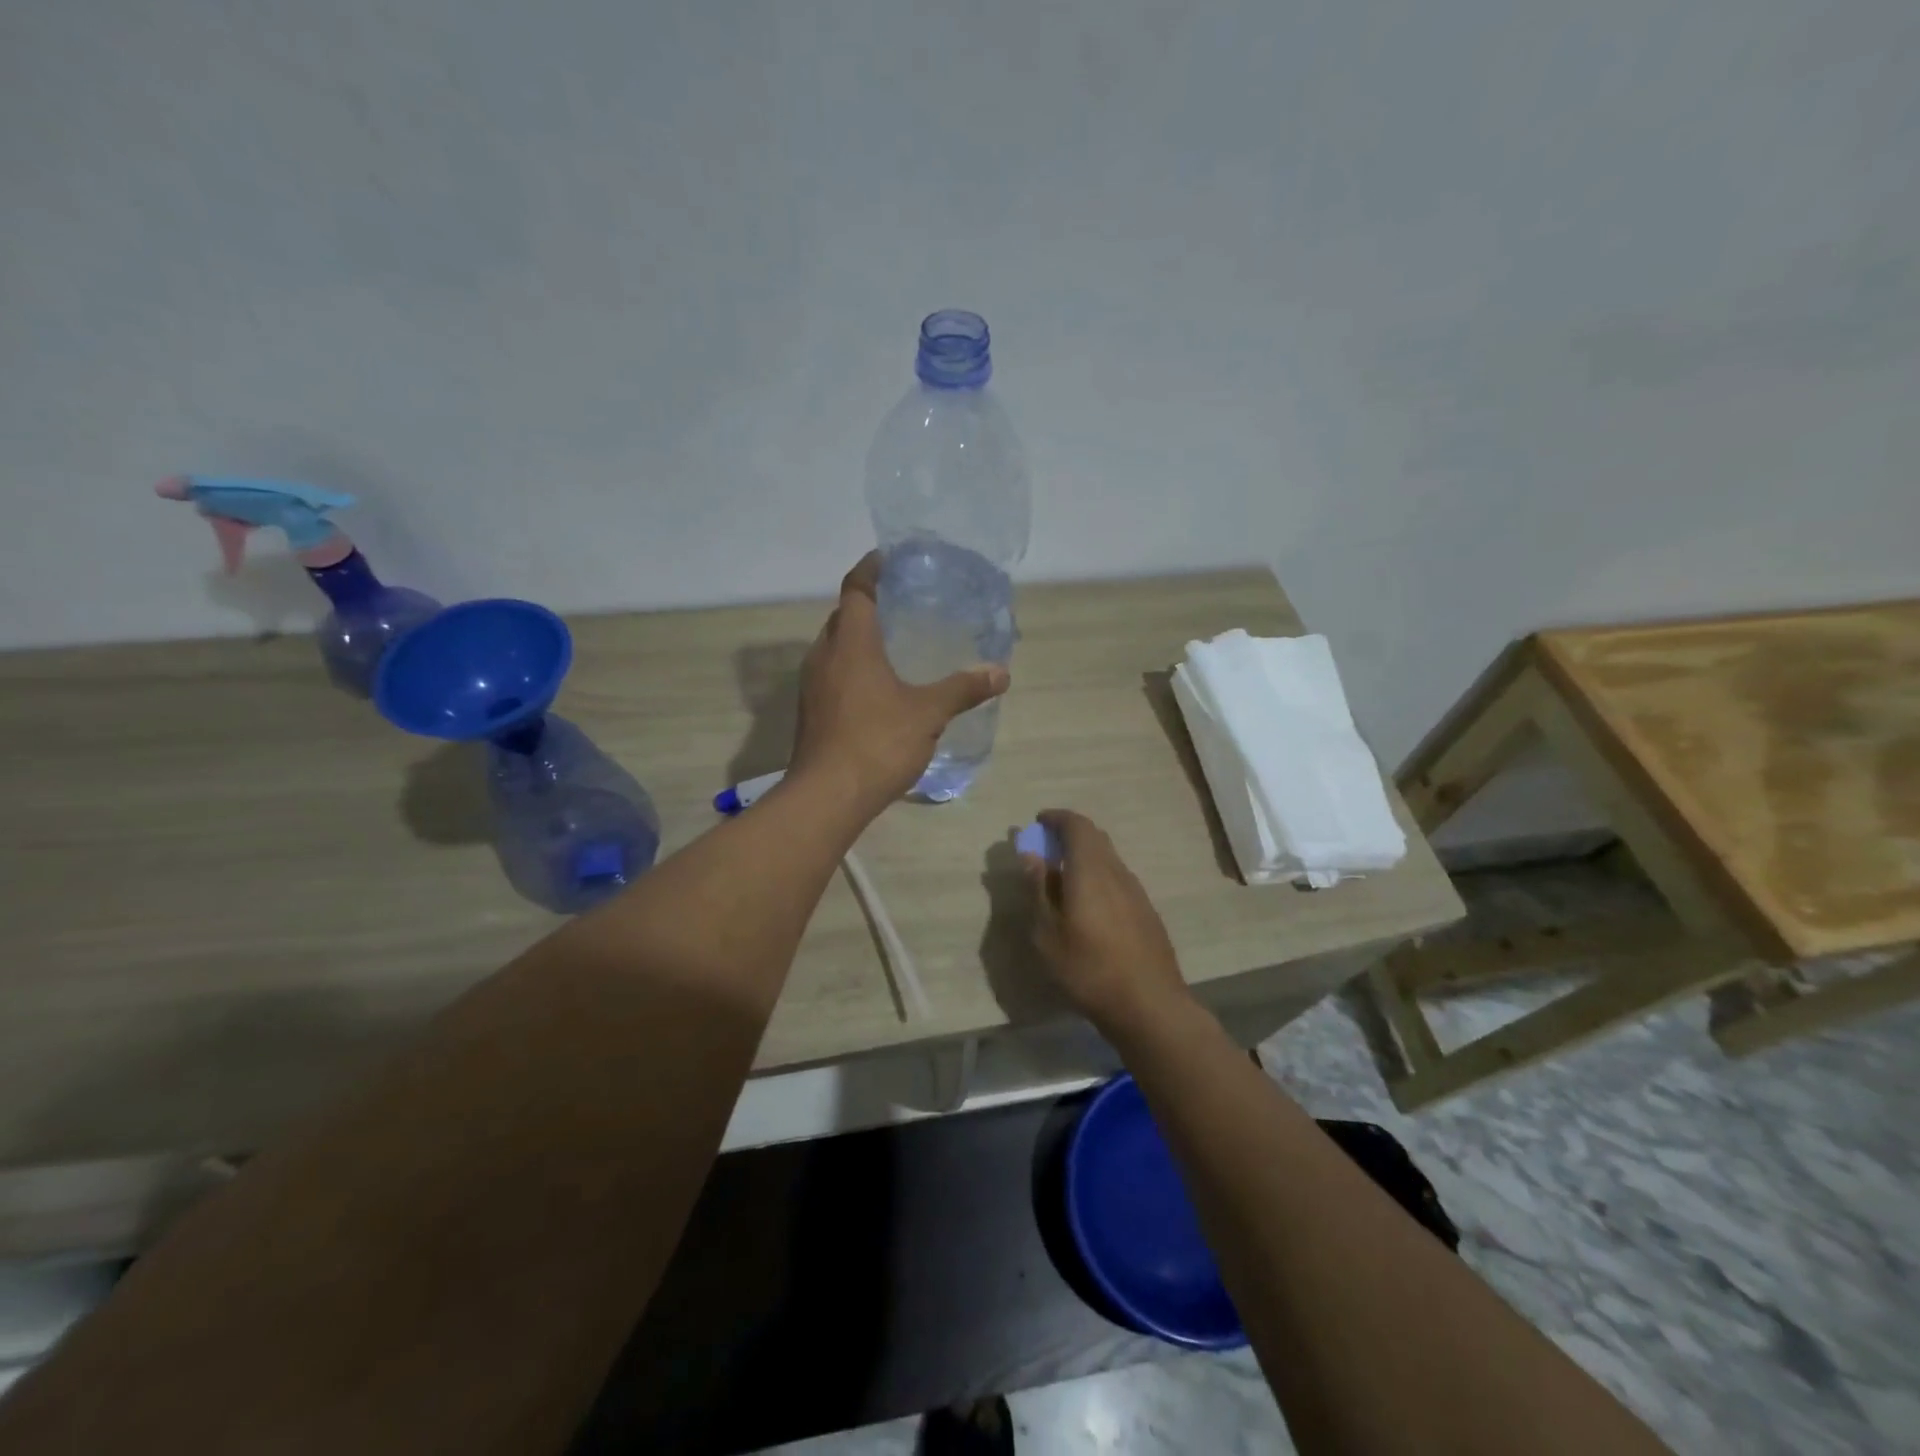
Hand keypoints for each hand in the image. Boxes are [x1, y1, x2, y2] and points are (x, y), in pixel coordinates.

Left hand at [790, 552, 1009, 811]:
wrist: (827, 797)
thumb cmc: (877, 743)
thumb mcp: (928, 714)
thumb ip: (963, 689)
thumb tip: (1000, 672)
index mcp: (851, 644)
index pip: (856, 590)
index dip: (871, 569)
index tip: (889, 558)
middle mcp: (825, 656)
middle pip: (843, 616)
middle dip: (867, 604)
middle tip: (901, 602)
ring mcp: (812, 685)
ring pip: (835, 647)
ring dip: (858, 638)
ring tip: (892, 641)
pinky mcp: (811, 711)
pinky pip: (832, 673)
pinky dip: (852, 666)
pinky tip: (877, 685)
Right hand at [1020, 810, 1191, 1035]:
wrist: (1149, 1005)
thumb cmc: (1088, 969)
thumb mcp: (1047, 934)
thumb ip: (1038, 890)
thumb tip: (1031, 856)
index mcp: (1091, 871)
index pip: (1077, 826)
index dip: (1057, 818)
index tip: (1038, 822)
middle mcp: (1117, 872)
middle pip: (1095, 838)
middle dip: (1069, 835)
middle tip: (1046, 847)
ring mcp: (1136, 892)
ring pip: (1108, 859)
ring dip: (1085, 857)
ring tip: (1062, 878)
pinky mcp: (1146, 912)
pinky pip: (1117, 879)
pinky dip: (1098, 876)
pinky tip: (1087, 905)